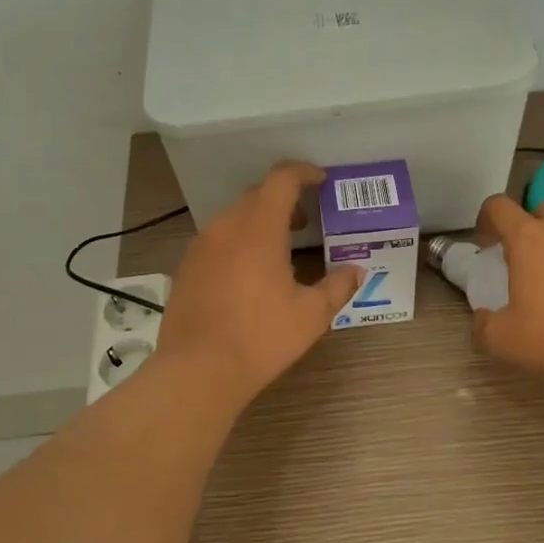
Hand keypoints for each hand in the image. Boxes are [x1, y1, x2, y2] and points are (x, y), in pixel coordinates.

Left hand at [158, 162, 361, 404]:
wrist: (198, 370)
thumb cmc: (261, 337)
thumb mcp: (311, 314)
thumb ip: (337, 286)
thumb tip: (357, 271)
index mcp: (259, 227)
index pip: (281, 179)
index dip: (303, 172)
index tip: (320, 180)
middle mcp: (226, 226)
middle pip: (257, 195)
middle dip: (283, 200)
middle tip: (305, 221)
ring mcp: (201, 246)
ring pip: (234, 217)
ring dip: (259, 221)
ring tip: (279, 248)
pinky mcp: (186, 267)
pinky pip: (217, 239)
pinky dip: (238, 241)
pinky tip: (249, 272)